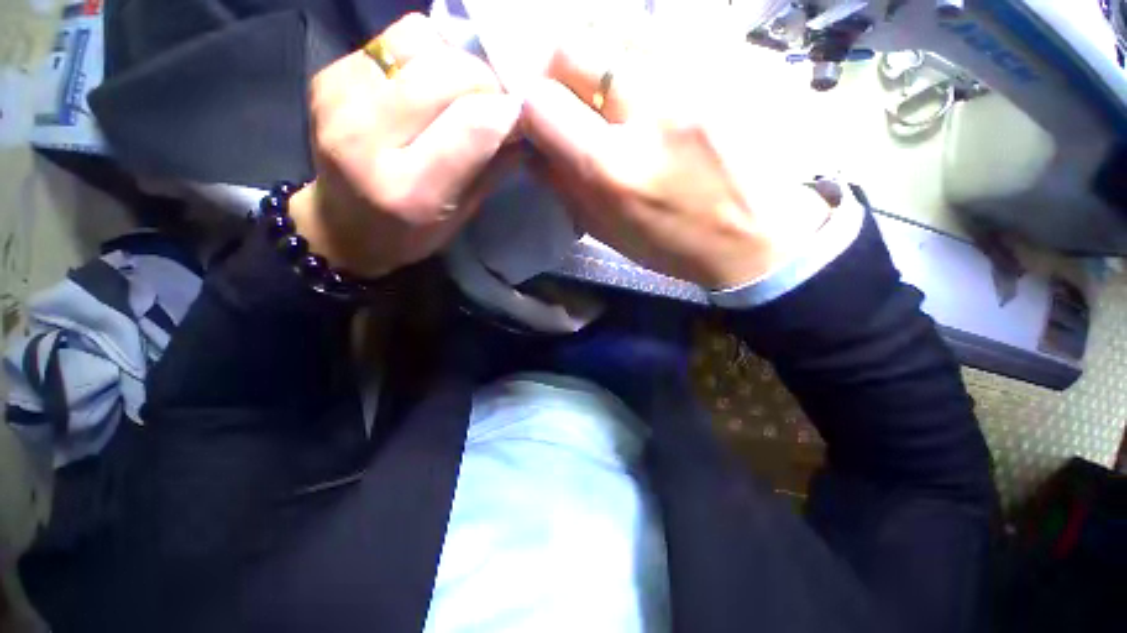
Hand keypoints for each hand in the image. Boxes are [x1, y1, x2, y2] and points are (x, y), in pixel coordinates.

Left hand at [289, 13, 521, 277]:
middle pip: (446, 73)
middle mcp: (366, 138)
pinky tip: (423, 84)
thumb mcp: (462, 215)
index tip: (521, 117)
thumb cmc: (410, 233)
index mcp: (409, 190)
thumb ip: (492, 167)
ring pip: (419, 40)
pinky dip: (423, 54)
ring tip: (454, 91)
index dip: (507, 112)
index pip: (473, 125)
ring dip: (452, 60)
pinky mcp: (327, 74)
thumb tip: (524, 124)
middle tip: (492, 103)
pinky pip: (393, 38)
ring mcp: (340, 99)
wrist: (341, 225)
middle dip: (485, 82)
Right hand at [521, 24, 830, 288]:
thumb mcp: (609, 232)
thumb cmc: (676, 245)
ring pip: (619, 26)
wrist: (759, 236)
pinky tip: (657, 84)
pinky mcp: (735, 58)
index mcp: (614, 170)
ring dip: (602, 57)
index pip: (542, 104)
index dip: (532, 110)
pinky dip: (644, 52)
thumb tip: (535, 147)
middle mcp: (651, 112)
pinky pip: (667, 32)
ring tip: (616, 90)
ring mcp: (699, 75)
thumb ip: (565, 187)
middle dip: (558, 70)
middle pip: (574, 46)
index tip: (543, 122)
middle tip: (572, 97)